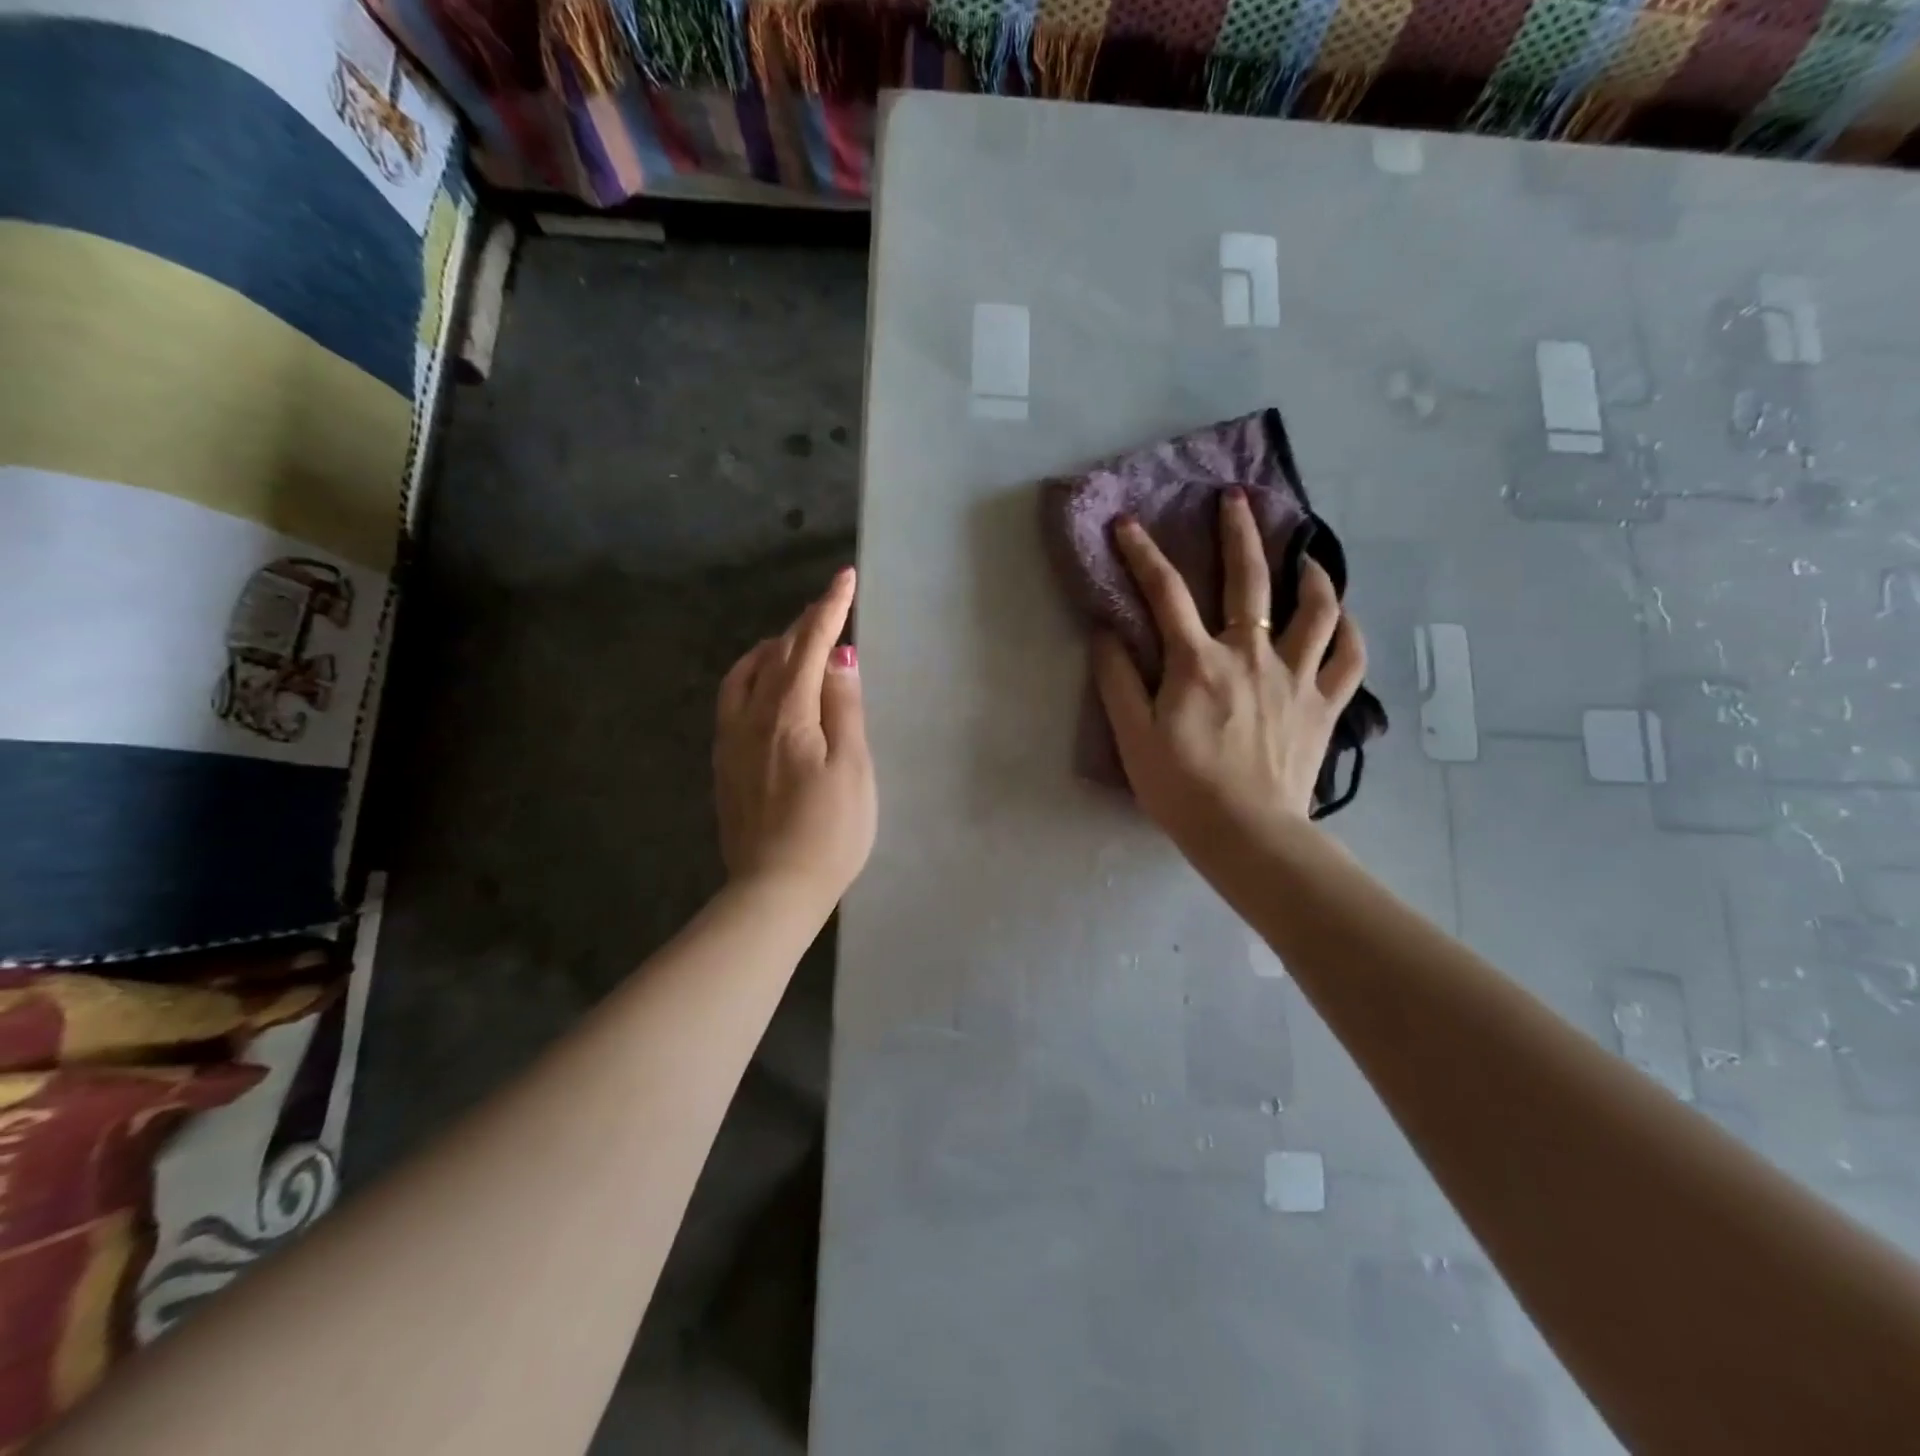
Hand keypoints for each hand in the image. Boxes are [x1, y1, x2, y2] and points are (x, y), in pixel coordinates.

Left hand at [714, 567, 876, 906]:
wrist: (774, 890)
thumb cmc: (828, 832)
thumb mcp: (852, 768)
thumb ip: (844, 709)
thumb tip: (838, 660)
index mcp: (786, 714)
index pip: (808, 646)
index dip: (829, 609)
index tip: (845, 577)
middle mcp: (749, 718)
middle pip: (774, 656)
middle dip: (803, 626)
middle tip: (829, 609)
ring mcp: (731, 743)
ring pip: (744, 676)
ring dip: (771, 650)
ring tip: (792, 644)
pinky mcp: (725, 765)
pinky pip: (733, 701)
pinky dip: (752, 678)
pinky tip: (764, 690)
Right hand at [1093, 489, 1366, 851]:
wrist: (1246, 834)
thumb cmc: (1181, 788)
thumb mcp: (1132, 736)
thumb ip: (1117, 680)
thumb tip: (1106, 631)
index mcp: (1198, 662)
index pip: (1164, 593)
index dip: (1142, 554)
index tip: (1127, 523)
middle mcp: (1251, 656)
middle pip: (1250, 581)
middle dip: (1240, 533)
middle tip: (1236, 498)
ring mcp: (1295, 678)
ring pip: (1316, 611)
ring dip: (1311, 574)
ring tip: (1307, 554)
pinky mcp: (1324, 706)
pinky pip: (1348, 659)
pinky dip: (1349, 632)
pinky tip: (1342, 618)